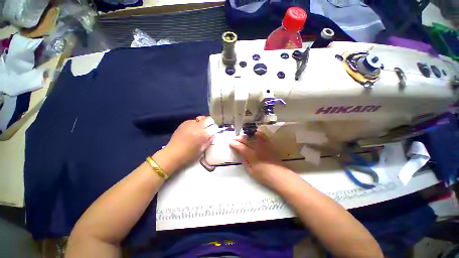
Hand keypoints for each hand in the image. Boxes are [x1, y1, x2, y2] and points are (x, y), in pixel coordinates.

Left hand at [153, 116, 214, 174]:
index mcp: (203, 134)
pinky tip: (192, 129)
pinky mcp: (183, 124)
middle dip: (210, 123)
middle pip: (207, 119)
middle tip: (209, 128)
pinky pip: (192, 120)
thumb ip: (209, 141)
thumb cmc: (189, 155)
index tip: (215, 131)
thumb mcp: (202, 149)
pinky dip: (195, 123)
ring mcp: (189, 124)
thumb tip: (213, 135)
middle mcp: (197, 126)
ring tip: (200, 129)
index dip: (215, 129)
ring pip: (200, 118)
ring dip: (202, 122)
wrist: (172, 155)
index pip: (213, 127)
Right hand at [230, 130, 287, 186]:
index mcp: (251, 155)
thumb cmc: (264, 176)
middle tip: (234, 138)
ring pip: (254, 136)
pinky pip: (263, 136)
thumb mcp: (251, 171)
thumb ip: (245, 161)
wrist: (279, 175)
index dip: (234, 144)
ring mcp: (264, 145)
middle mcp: (257, 148)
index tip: (230, 142)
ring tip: (243, 136)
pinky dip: (258, 133)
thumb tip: (241, 154)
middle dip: (239, 138)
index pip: (240, 147)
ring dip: (247, 135)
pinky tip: (255, 133)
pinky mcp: (269, 145)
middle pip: (246, 140)